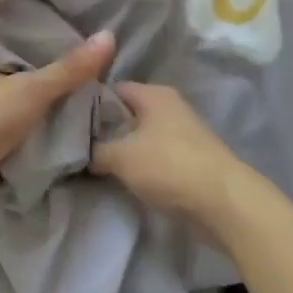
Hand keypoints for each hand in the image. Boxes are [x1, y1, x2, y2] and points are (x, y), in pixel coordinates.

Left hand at [0, 32, 116, 216]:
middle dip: (53, 107)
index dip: (58, 75)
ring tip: (86, 137)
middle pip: (26, 101)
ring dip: (44, 134)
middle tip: (96, 114)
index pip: (29, 71)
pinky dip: (32, 158)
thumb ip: (69, 69)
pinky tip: (59, 161)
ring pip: (21, 129)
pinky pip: (15, 156)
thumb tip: (108, 34)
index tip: (92, 83)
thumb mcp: (32, 90)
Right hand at [90, 82, 260, 242]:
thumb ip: (95, 150)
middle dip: (105, 129)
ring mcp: (183, 133)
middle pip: (127, 112)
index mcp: (153, 94)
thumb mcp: (121, 157)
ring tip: (95, 164)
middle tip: (77, 146)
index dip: (88, 102)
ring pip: (141, 135)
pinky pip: (155, 155)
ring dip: (123, 149)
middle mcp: (169, 106)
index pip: (111, 88)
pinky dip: (140, 164)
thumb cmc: (169, 167)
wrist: (225, 203)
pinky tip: (123, 178)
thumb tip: (81, 151)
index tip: (67, 121)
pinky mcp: (190, 158)